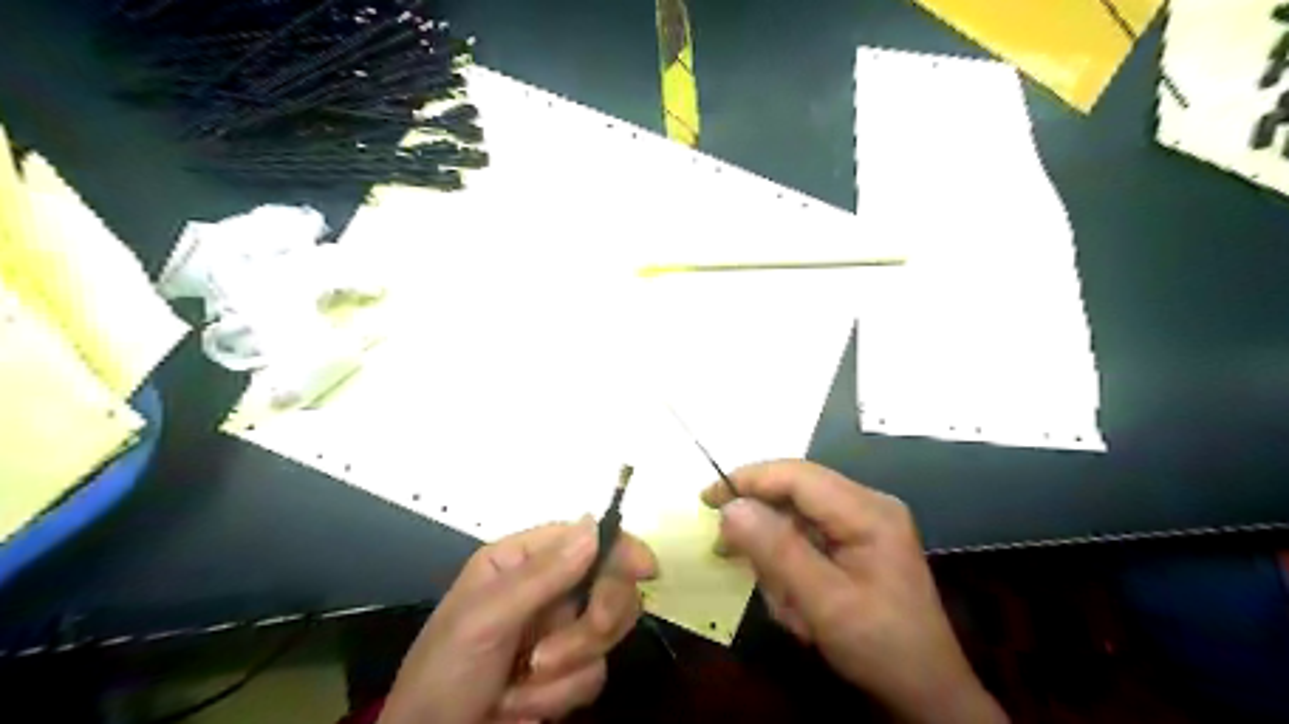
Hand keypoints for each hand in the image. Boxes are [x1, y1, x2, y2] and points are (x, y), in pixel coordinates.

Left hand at [377, 520, 654, 723]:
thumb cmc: (446, 674)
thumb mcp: (485, 620)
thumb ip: (542, 575)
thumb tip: (595, 524)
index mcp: (522, 561)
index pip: (585, 539)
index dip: (619, 549)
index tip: (645, 569)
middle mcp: (548, 588)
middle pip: (609, 583)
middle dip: (595, 618)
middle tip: (574, 642)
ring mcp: (561, 630)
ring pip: (607, 632)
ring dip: (567, 665)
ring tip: (522, 682)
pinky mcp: (569, 672)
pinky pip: (595, 673)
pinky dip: (560, 695)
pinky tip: (521, 704)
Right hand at [704, 461, 1006, 719]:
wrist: (926, 692)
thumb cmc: (880, 646)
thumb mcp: (823, 602)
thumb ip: (776, 550)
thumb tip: (730, 507)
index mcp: (867, 510)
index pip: (796, 475)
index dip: (748, 480)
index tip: (707, 500)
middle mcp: (866, 505)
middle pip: (795, 493)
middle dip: (763, 528)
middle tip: (731, 556)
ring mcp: (863, 523)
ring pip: (795, 518)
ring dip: (778, 557)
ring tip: (787, 603)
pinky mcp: (856, 543)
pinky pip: (807, 538)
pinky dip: (790, 567)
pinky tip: (796, 602)